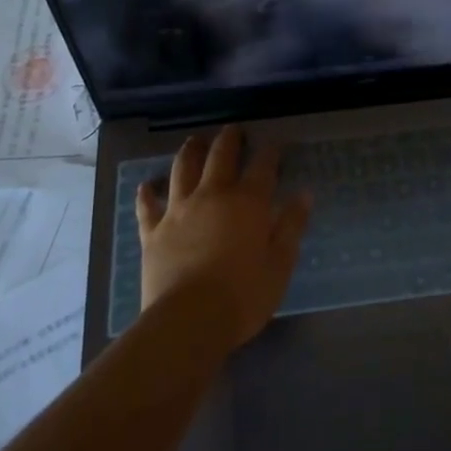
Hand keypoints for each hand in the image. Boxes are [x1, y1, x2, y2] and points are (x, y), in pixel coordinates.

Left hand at [136, 126, 312, 349]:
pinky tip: (146, 186)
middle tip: (232, 129)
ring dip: (190, 152)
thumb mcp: (280, 264)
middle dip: (229, 140)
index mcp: (247, 202)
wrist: (188, 321)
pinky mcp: (153, 232)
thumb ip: (291, 226)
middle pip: (220, 157)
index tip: (274, 144)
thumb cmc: (243, 295)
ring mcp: (178, 211)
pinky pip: (148, 206)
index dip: (270, 152)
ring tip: (194, 141)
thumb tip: (304, 194)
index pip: (262, 167)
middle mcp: (212, 196)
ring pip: (183, 170)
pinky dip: (147, 194)